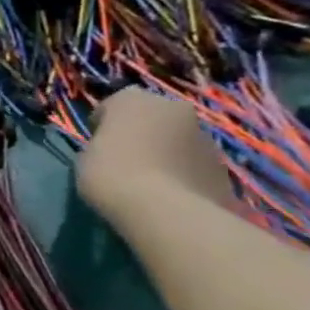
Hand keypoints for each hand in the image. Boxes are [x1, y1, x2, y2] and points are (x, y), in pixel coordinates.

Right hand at [77, 87, 236, 228]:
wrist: (166, 210)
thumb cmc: (112, 173)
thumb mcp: (87, 155)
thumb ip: (103, 143)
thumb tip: (117, 149)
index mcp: (134, 99)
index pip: (113, 105)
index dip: (104, 125)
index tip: (97, 145)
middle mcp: (173, 108)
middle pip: (152, 117)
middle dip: (142, 132)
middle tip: (126, 158)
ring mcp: (205, 136)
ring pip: (177, 139)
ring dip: (165, 152)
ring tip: (150, 181)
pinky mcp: (223, 165)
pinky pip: (193, 163)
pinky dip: (183, 172)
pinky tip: (169, 194)